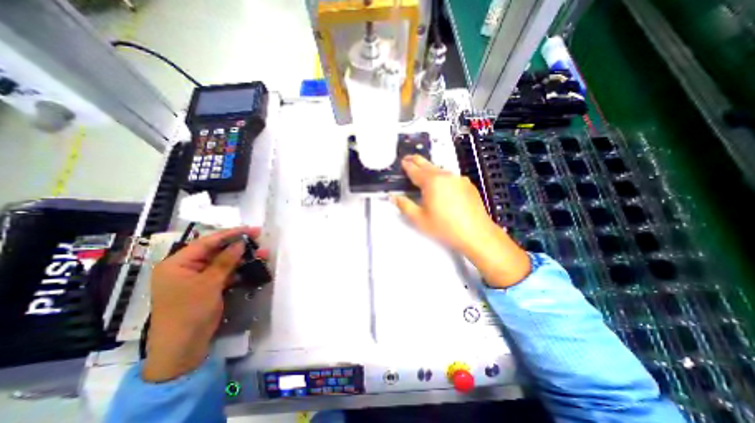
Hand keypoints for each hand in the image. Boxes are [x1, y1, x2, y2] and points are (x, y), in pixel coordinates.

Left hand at [143, 226, 266, 381]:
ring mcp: (198, 278)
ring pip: (224, 261)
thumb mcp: (209, 283)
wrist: (183, 348)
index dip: (230, 234)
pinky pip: (225, 273)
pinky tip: (253, 266)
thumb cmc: (190, 312)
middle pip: (216, 250)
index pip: (207, 242)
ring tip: (263, 253)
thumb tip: (240, 243)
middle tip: (259, 239)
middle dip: (239, 245)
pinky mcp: (208, 287)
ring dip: (242, 258)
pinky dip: (239, 270)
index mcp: (177, 263)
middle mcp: (187, 268)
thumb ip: (225, 261)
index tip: (250, 229)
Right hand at [392, 155, 500, 253]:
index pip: (415, 170)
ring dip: (430, 169)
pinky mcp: (468, 185)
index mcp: (432, 182)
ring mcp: (459, 179)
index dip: (407, 165)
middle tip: (409, 158)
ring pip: (440, 170)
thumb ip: (404, 205)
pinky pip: (451, 177)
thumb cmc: (444, 227)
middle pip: (428, 165)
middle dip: (417, 161)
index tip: (402, 161)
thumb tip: (393, 196)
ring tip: (423, 171)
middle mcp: (445, 176)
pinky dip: (442, 177)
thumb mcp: (419, 219)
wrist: (476, 233)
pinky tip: (442, 185)